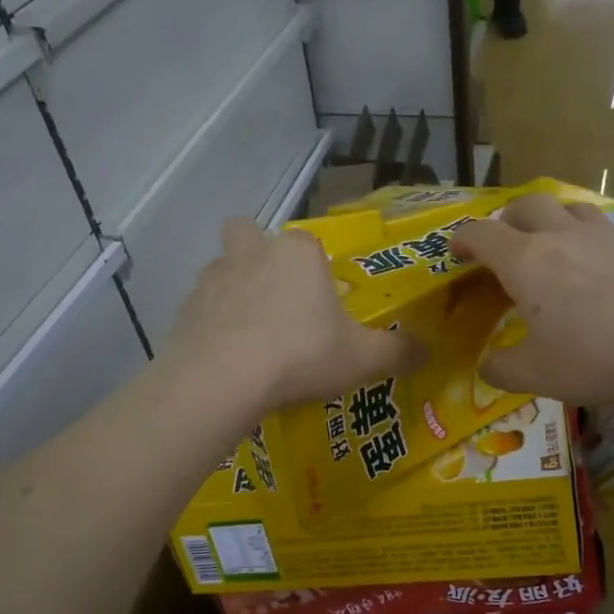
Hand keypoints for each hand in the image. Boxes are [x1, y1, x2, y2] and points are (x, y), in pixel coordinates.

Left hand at [172, 219, 417, 412]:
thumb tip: (429, 351)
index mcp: (298, 253)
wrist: (223, 379)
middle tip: (275, 298)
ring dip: (233, 289)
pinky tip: (226, 356)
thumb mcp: (362, 359)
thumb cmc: (300, 356)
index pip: (309, 242)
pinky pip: (201, 307)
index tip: (322, 304)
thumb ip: (398, 352)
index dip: (316, 270)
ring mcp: (213, 278)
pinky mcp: (185, 309)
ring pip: (221, 267)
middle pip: (248, 233)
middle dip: (257, 254)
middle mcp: (253, 252)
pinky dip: (212, 324)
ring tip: (250, 332)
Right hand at [453, 194, 613, 404]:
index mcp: (525, 262)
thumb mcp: (537, 376)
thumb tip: (487, 365)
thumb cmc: (597, 356)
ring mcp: (606, 234)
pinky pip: (611, 230)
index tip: (456, 249)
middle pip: (526, 204)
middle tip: (503, 239)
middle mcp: (562, 236)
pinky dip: (597, 240)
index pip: (482, 234)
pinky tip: (606, 265)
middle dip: (507, 217)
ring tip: (553, 241)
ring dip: (553, 218)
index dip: (463, 238)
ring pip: (571, 207)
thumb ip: (502, 369)